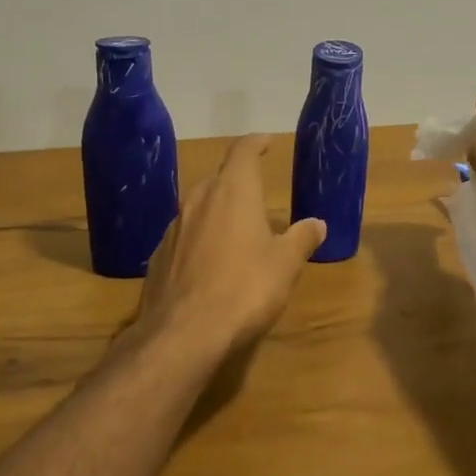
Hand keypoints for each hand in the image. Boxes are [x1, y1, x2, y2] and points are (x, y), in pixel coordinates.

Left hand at [136, 136, 325, 355]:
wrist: (183, 333)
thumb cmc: (245, 289)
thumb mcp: (285, 265)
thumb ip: (302, 238)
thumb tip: (317, 223)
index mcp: (232, 191)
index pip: (242, 152)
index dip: (255, 143)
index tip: (266, 142)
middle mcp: (198, 200)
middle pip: (218, 179)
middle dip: (237, 182)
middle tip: (256, 194)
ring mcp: (173, 228)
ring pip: (198, 208)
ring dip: (217, 212)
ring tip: (235, 232)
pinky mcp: (158, 256)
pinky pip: (184, 237)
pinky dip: (199, 240)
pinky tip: (209, 264)